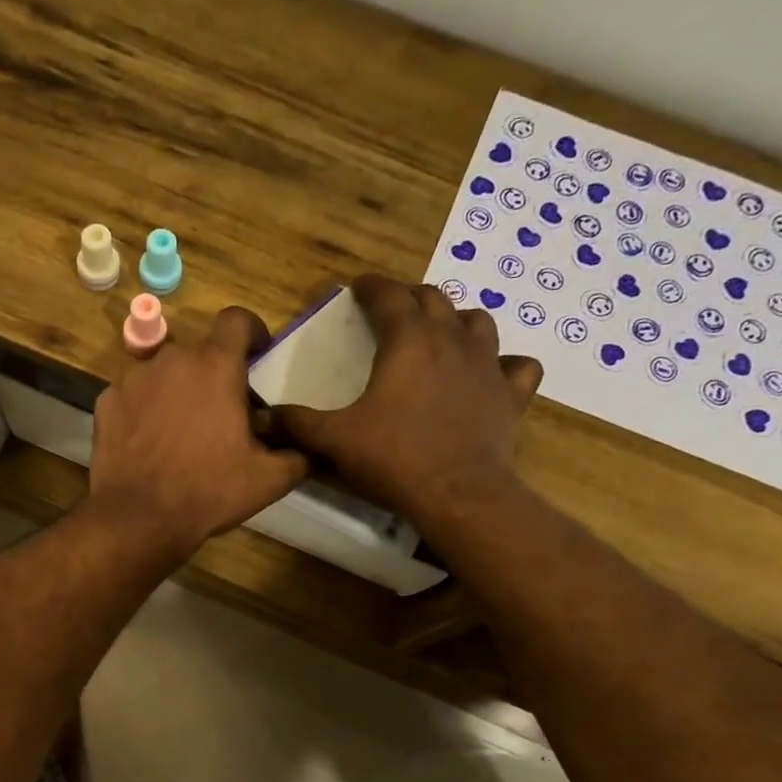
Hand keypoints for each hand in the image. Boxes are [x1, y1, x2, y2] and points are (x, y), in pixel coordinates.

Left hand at [88, 308, 308, 562]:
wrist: (139, 517)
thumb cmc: (209, 491)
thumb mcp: (268, 479)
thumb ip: (297, 454)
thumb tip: (307, 447)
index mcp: (216, 366)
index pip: (237, 320)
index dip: (251, 332)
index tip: (256, 354)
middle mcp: (172, 358)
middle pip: (199, 352)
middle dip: (213, 374)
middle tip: (221, 412)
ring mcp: (133, 378)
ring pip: (163, 372)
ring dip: (177, 390)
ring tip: (182, 430)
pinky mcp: (106, 401)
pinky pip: (134, 395)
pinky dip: (144, 409)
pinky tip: (149, 442)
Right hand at [275, 275, 542, 532]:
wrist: (458, 494)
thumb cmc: (394, 459)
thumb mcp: (335, 440)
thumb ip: (297, 424)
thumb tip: (263, 417)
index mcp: (408, 341)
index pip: (388, 296)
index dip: (370, 287)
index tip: (357, 287)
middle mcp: (451, 340)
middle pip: (434, 300)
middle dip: (410, 299)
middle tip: (392, 312)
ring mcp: (488, 365)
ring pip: (478, 322)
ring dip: (456, 321)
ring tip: (441, 335)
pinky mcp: (512, 395)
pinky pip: (518, 366)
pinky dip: (505, 364)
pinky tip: (493, 374)